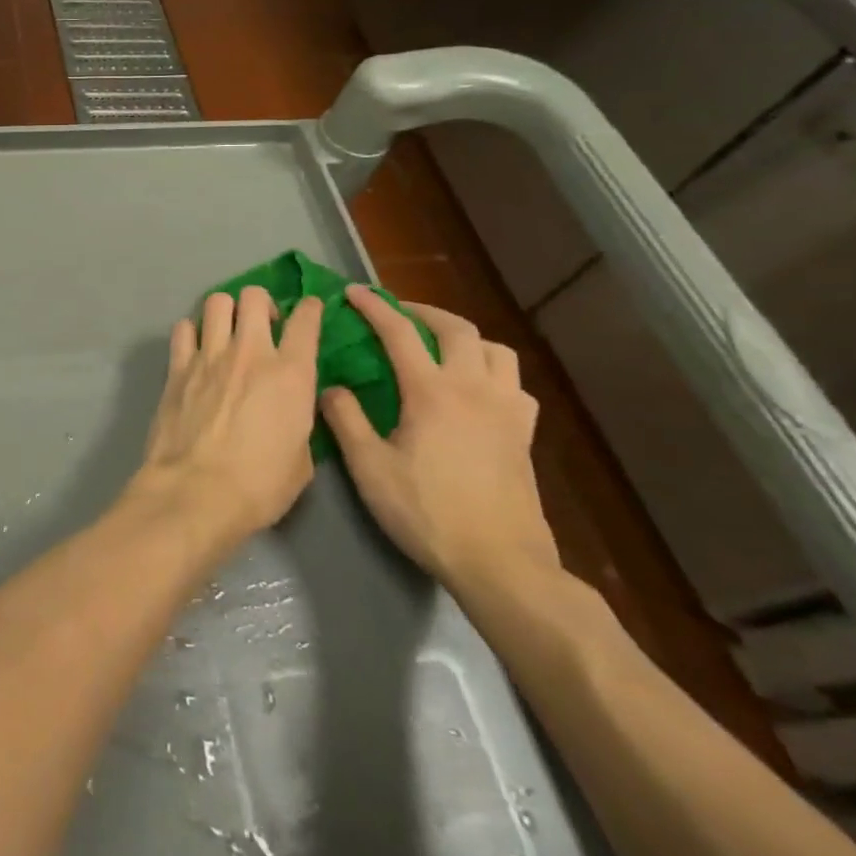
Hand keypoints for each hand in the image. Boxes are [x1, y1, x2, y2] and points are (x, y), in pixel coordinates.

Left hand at [127, 286, 324, 552]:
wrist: (196, 491)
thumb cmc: (259, 486)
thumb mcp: (301, 459)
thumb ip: (298, 421)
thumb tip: (289, 410)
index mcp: (291, 374)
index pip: (306, 321)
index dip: (310, 309)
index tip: (309, 309)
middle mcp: (250, 353)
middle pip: (254, 297)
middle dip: (261, 303)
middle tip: (261, 324)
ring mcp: (209, 356)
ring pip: (216, 302)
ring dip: (225, 311)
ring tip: (226, 331)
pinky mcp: (177, 366)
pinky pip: (183, 328)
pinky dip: (192, 332)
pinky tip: (195, 349)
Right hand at [321, 287, 560, 599]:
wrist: (499, 563)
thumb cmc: (427, 512)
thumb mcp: (369, 468)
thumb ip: (345, 420)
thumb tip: (331, 387)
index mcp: (432, 392)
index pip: (399, 333)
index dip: (373, 307)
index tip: (351, 293)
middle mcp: (474, 389)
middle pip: (456, 329)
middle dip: (422, 312)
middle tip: (397, 313)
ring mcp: (506, 410)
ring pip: (495, 350)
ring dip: (465, 337)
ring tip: (440, 346)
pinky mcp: (524, 434)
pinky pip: (514, 383)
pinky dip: (492, 371)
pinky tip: (477, 389)